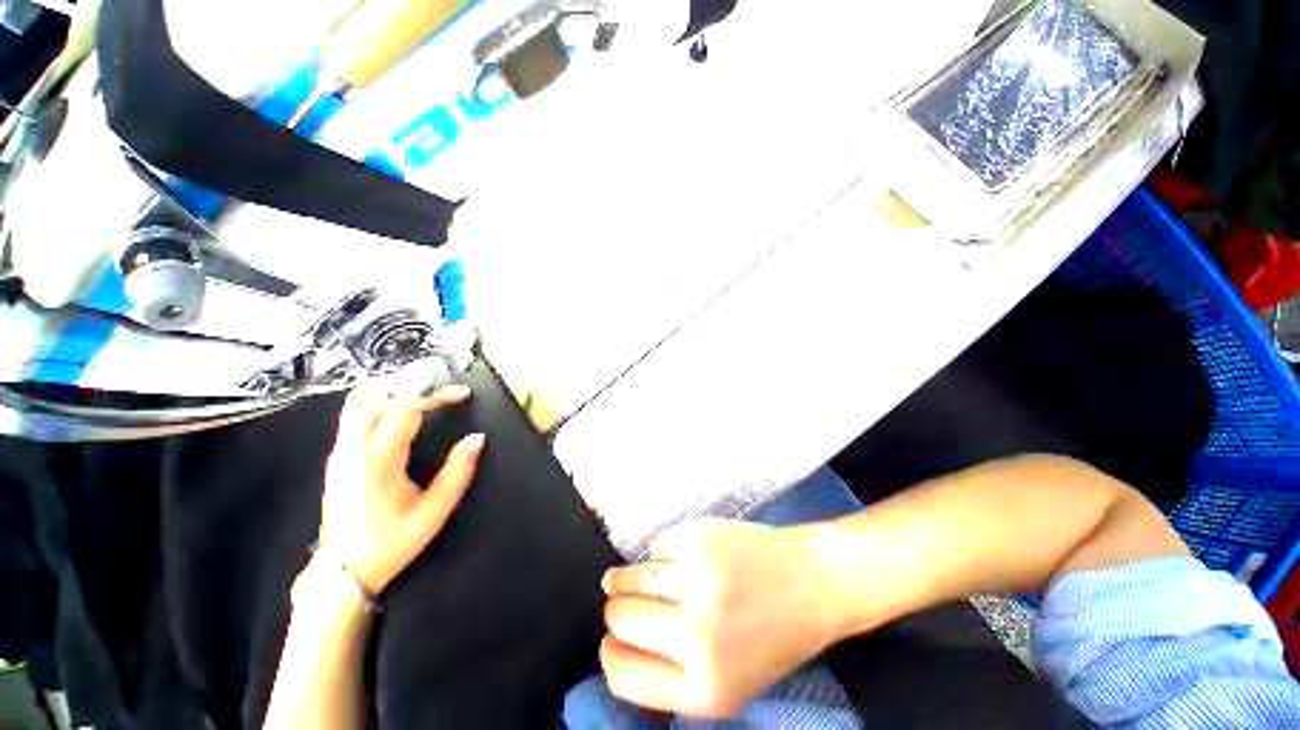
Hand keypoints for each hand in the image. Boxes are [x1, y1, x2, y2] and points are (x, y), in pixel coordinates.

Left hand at [319, 382, 485, 594]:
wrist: (343, 570)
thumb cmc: (393, 542)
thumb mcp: (434, 511)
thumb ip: (458, 472)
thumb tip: (478, 439)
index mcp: (379, 460)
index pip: (405, 407)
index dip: (435, 392)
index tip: (462, 392)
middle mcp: (353, 448)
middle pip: (377, 395)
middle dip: (414, 385)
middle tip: (443, 392)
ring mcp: (340, 450)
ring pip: (359, 400)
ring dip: (394, 390)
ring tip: (425, 396)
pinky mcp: (336, 455)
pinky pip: (354, 413)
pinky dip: (380, 402)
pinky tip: (401, 412)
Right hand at [599, 520, 838, 716]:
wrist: (812, 580)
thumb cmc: (771, 637)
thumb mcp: (725, 683)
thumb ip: (669, 676)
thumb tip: (617, 643)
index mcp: (704, 687)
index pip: (622, 673)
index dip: (611, 653)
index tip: (614, 640)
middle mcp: (695, 634)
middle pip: (618, 617)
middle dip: (619, 609)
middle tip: (633, 603)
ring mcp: (696, 577)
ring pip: (627, 577)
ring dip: (627, 578)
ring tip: (643, 577)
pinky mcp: (699, 537)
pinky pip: (655, 545)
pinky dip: (661, 553)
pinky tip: (684, 557)